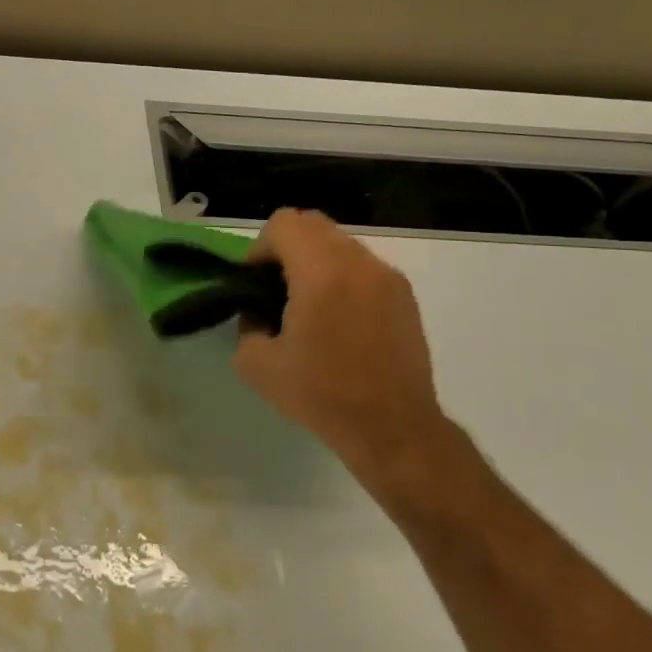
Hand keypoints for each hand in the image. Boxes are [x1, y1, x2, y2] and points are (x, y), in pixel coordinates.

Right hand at [235, 208, 476, 507]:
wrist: (393, 428)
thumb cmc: (322, 395)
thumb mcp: (256, 365)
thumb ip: (247, 325)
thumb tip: (259, 313)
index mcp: (322, 273)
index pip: (284, 224)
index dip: (260, 248)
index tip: (256, 284)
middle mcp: (359, 263)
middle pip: (313, 224)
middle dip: (286, 248)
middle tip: (277, 289)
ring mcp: (388, 277)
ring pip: (340, 243)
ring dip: (316, 261)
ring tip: (309, 307)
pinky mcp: (405, 296)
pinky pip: (363, 266)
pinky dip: (342, 277)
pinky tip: (339, 321)